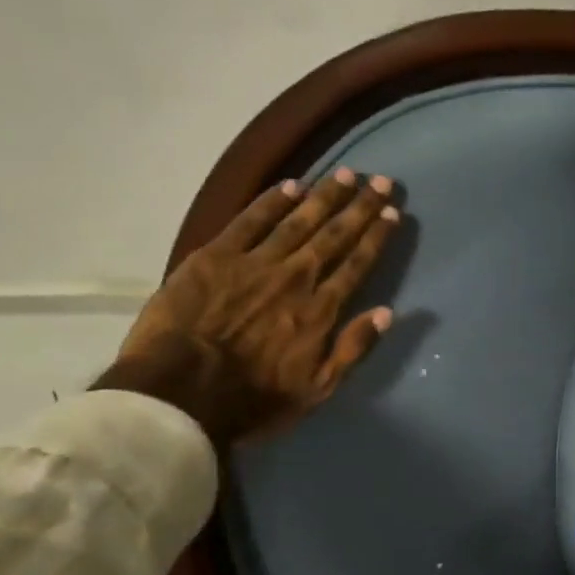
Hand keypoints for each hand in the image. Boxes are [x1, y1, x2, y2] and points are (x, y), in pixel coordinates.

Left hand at [96, 167, 400, 446]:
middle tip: (382, 181)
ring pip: (298, 221)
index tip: (393, 213)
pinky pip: (250, 220)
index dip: (376, 237)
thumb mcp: (318, 389)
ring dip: (325, 196)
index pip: (357, 265)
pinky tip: (292, 185)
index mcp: (321, 310)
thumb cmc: (254, 399)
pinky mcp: (215, 256)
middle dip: (360, 207)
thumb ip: (353, 349)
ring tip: (347, 175)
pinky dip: (272, 201)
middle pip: (334, 235)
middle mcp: (296, 277)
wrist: (181, 392)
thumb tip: (388, 313)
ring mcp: (255, 263)